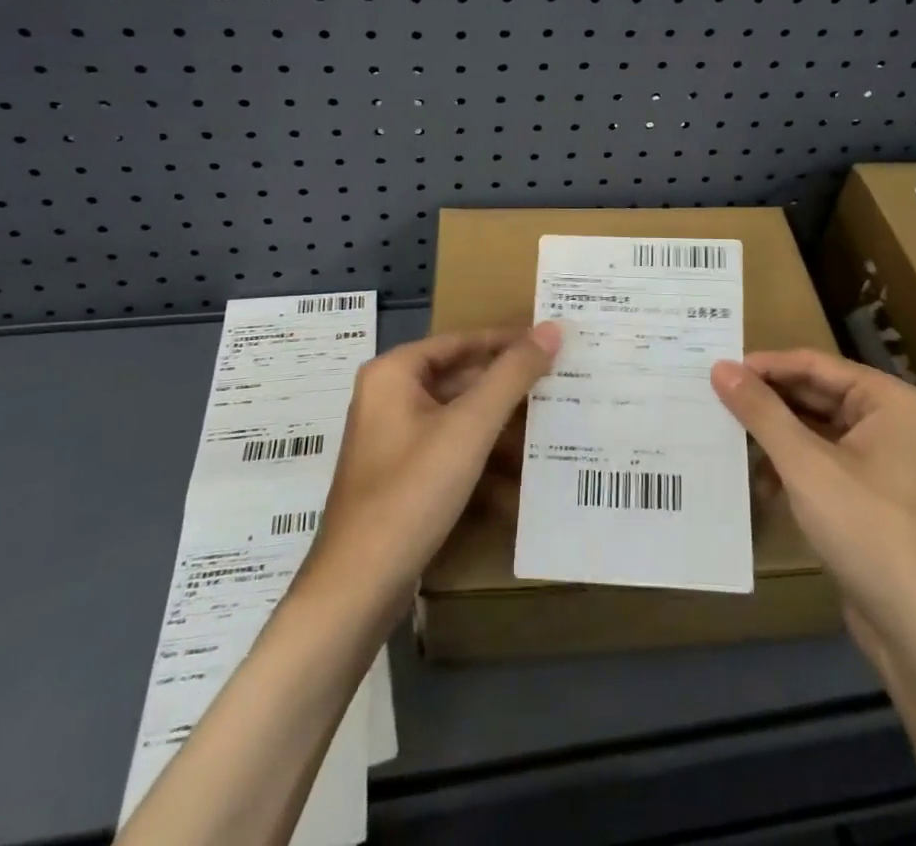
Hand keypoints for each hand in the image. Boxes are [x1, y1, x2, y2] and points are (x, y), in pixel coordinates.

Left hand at [309, 324, 560, 609]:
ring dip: (499, 420)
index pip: (462, 341)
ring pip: (457, 415)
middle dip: (506, 384)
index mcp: (393, 373)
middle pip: (459, 377)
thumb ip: (512, 375)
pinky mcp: (401, 476)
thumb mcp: (470, 426)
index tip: (551, 340)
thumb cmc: (412, 491)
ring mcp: (392, 439)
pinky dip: (481, 452)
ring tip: (548, 421)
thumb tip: (552, 328)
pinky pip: (449, 447)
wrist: (358, 587)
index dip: (508, 340)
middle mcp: (388, 397)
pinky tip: (520, 468)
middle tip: (558, 380)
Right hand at [711, 350, 915, 661]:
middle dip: (766, 402)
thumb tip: (720, 367)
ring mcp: (876, 457)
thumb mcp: (805, 464)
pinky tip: (755, 482)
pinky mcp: (864, 491)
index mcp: (885, 399)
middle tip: (712, 399)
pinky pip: (816, 459)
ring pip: (810, 428)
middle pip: (812, 394)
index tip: (716, 370)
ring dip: (772, 436)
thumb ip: (761, 412)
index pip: (813, 364)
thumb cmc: (866, 528)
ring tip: (724, 436)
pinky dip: (786, 466)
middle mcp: (885, 419)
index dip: (764, 366)